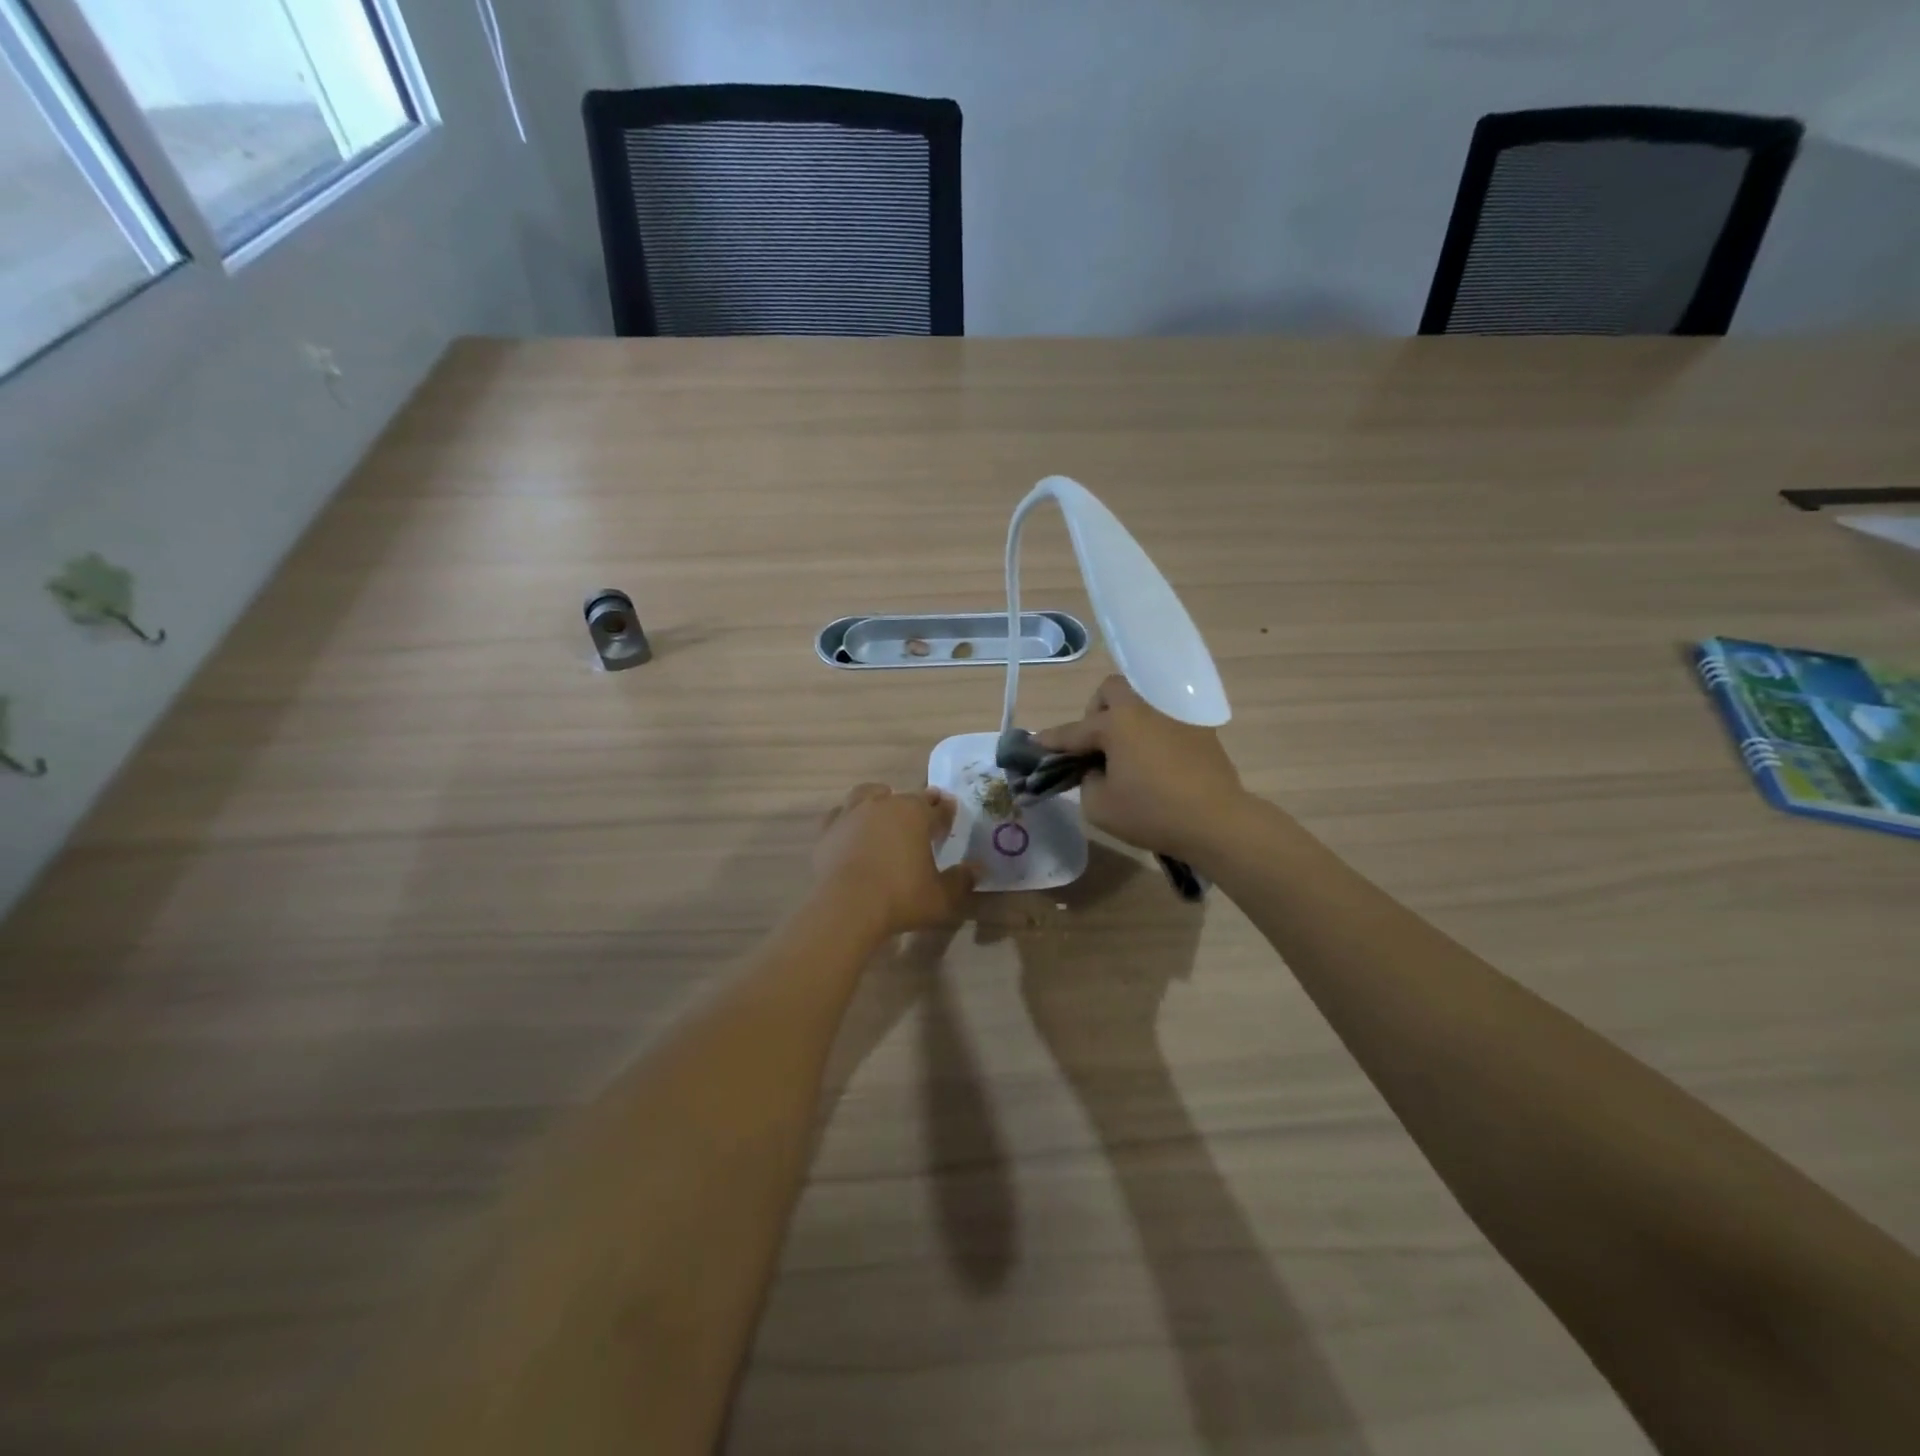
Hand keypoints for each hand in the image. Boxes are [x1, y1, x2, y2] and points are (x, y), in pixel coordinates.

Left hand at [814, 784, 976, 938]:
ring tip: (884, 812)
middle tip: (921, 817)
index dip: (946, 812)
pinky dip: (849, 818)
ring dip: (879, 799)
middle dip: (916, 804)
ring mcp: (852, 813)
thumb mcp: (941, 897)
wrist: (847, 907)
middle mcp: (884, 804)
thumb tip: (977, 869)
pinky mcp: (828, 829)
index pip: (937, 807)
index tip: (950, 816)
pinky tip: (851, 829)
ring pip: (869, 794)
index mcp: (915, 813)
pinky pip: (840, 814)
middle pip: (904, 797)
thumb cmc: (900, 898)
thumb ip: (961, 881)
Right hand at [1037, 675, 1247, 864]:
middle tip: (1095, 745)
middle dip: (1095, 712)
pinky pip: (1165, 723)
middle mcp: (1145, 709)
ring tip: (1125, 757)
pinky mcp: (1200, 733)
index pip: (1074, 731)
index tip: (1034, 744)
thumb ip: (1086, 781)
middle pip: (1111, 691)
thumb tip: (1095, 771)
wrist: (1217, 822)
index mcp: (1116, 724)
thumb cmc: (1151, 813)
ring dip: (1126, 723)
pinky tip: (1155, 766)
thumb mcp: (1099, 806)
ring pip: (1141, 705)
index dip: (1051, 740)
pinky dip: (1152, 737)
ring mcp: (1176, 717)